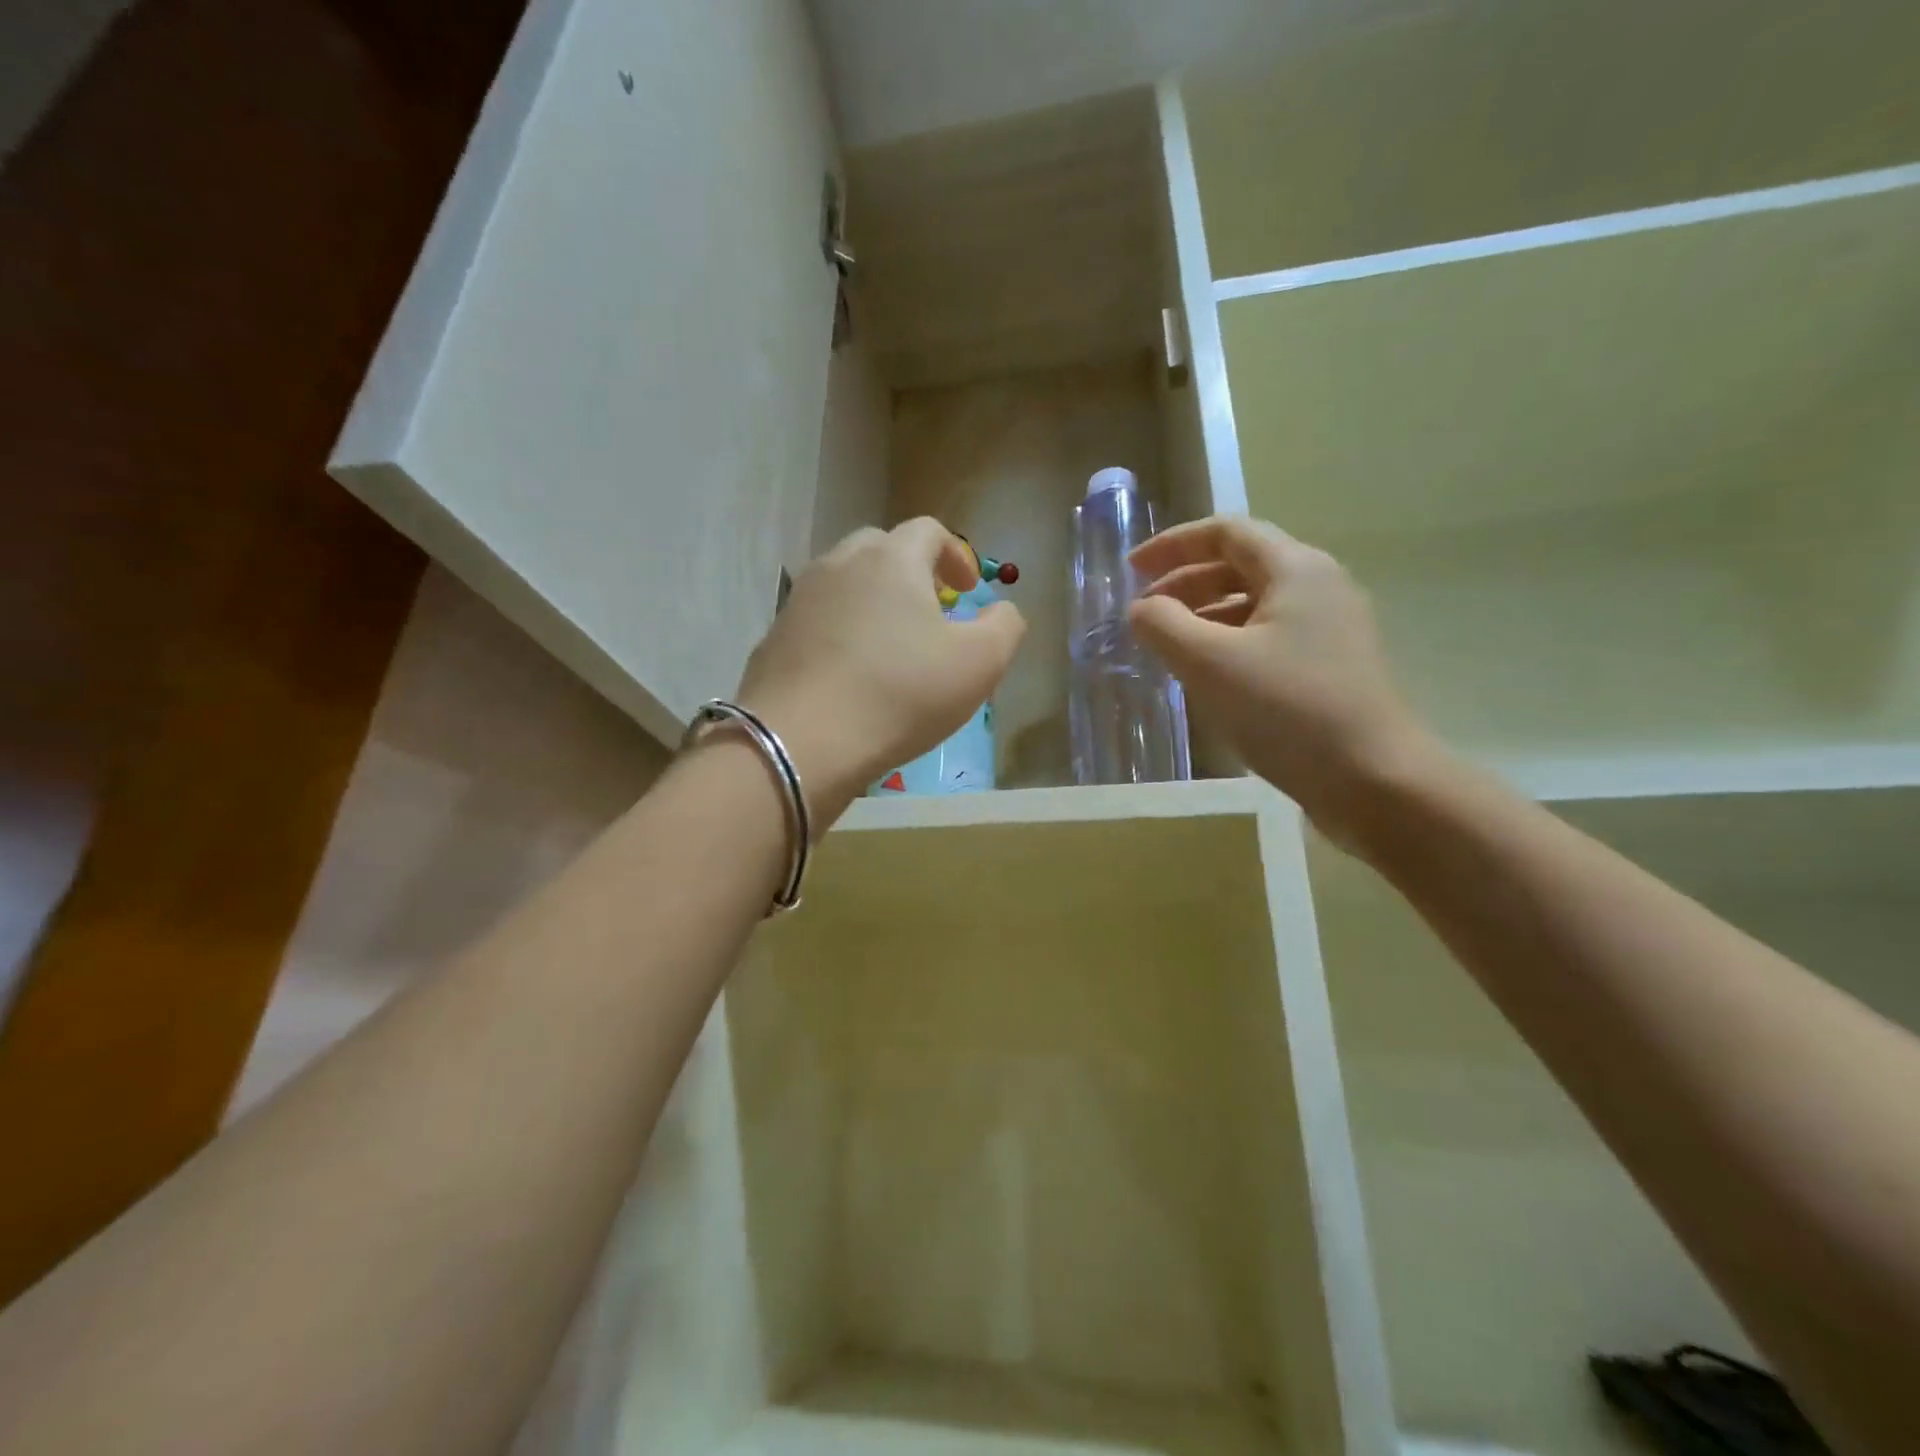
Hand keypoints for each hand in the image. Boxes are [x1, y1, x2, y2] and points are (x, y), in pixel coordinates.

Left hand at [735, 519, 1025, 826]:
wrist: (801, 742)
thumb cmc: (900, 694)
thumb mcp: (979, 665)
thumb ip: (1004, 627)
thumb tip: (1002, 611)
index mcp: (892, 559)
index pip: (928, 531)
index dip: (956, 554)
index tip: (968, 590)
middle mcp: (840, 564)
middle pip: (880, 549)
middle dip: (912, 572)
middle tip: (930, 611)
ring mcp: (800, 599)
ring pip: (844, 583)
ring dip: (873, 601)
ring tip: (890, 644)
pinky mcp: (774, 636)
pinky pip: (818, 620)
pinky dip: (840, 631)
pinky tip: (850, 673)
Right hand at [1129, 514, 1440, 836]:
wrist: (1373, 780)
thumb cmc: (1287, 710)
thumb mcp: (1209, 663)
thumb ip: (1163, 625)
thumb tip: (1141, 608)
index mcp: (1296, 569)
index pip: (1226, 533)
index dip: (1172, 544)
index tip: (1130, 570)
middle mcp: (1319, 587)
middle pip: (1241, 565)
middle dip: (1185, 582)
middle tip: (1143, 612)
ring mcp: (1331, 628)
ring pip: (1254, 604)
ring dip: (1204, 615)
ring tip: (1167, 645)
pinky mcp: (1332, 666)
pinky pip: (1269, 637)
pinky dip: (1229, 642)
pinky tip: (1207, 675)